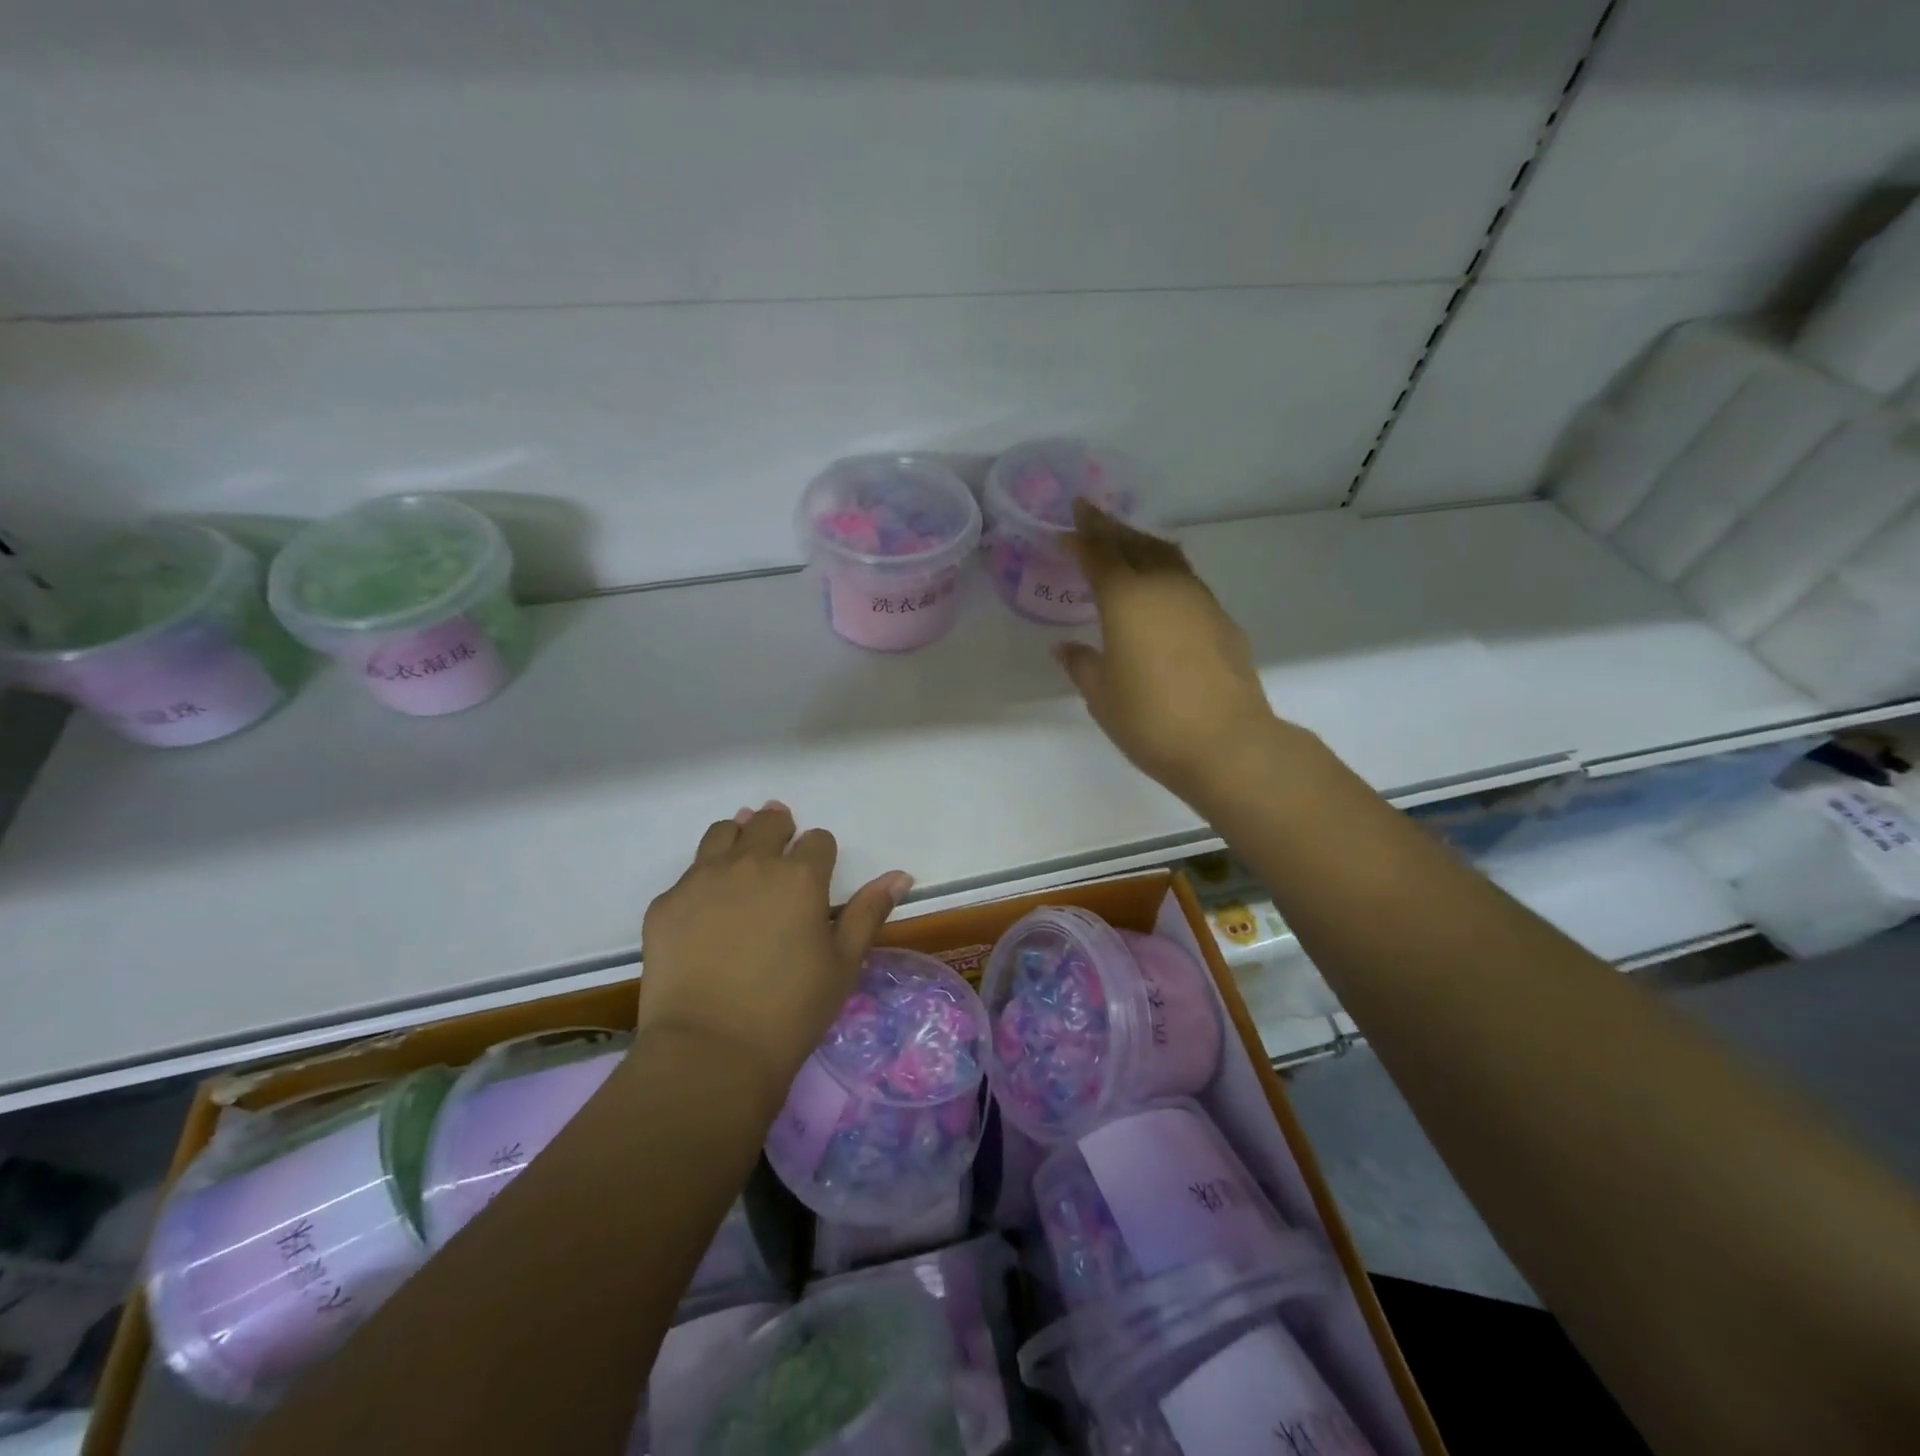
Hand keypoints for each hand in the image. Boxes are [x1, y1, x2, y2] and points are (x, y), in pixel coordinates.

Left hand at [638, 803, 911, 1109]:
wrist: (709, 1051)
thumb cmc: (790, 1010)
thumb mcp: (843, 964)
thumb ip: (869, 913)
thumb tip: (900, 875)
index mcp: (800, 877)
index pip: (818, 840)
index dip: (820, 854)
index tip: (817, 876)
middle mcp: (751, 864)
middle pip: (767, 822)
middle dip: (779, 829)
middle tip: (781, 849)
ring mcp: (702, 879)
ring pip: (723, 833)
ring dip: (738, 837)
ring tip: (743, 860)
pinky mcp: (665, 903)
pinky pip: (688, 874)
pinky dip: (703, 879)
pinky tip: (706, 910)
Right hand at [1056, 500, 1291, 806]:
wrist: (1227, 743)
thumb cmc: (1151, 720)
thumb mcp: (1101, 696)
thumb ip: (1082, 664)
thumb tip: (1066, 647)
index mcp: (1126, 600)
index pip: (1099, 554)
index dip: (1082, 536)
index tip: (1069, 522)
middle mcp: (1164, 588)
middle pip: (1134, 544)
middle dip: (1110, 528)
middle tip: (1092, 516)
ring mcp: (1199, 601)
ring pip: (1166, 556)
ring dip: (1141, 543)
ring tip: (1126, 542)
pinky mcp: (1221, 620)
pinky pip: (1186, 579)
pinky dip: (1166, 569)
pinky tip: (1162, 585)